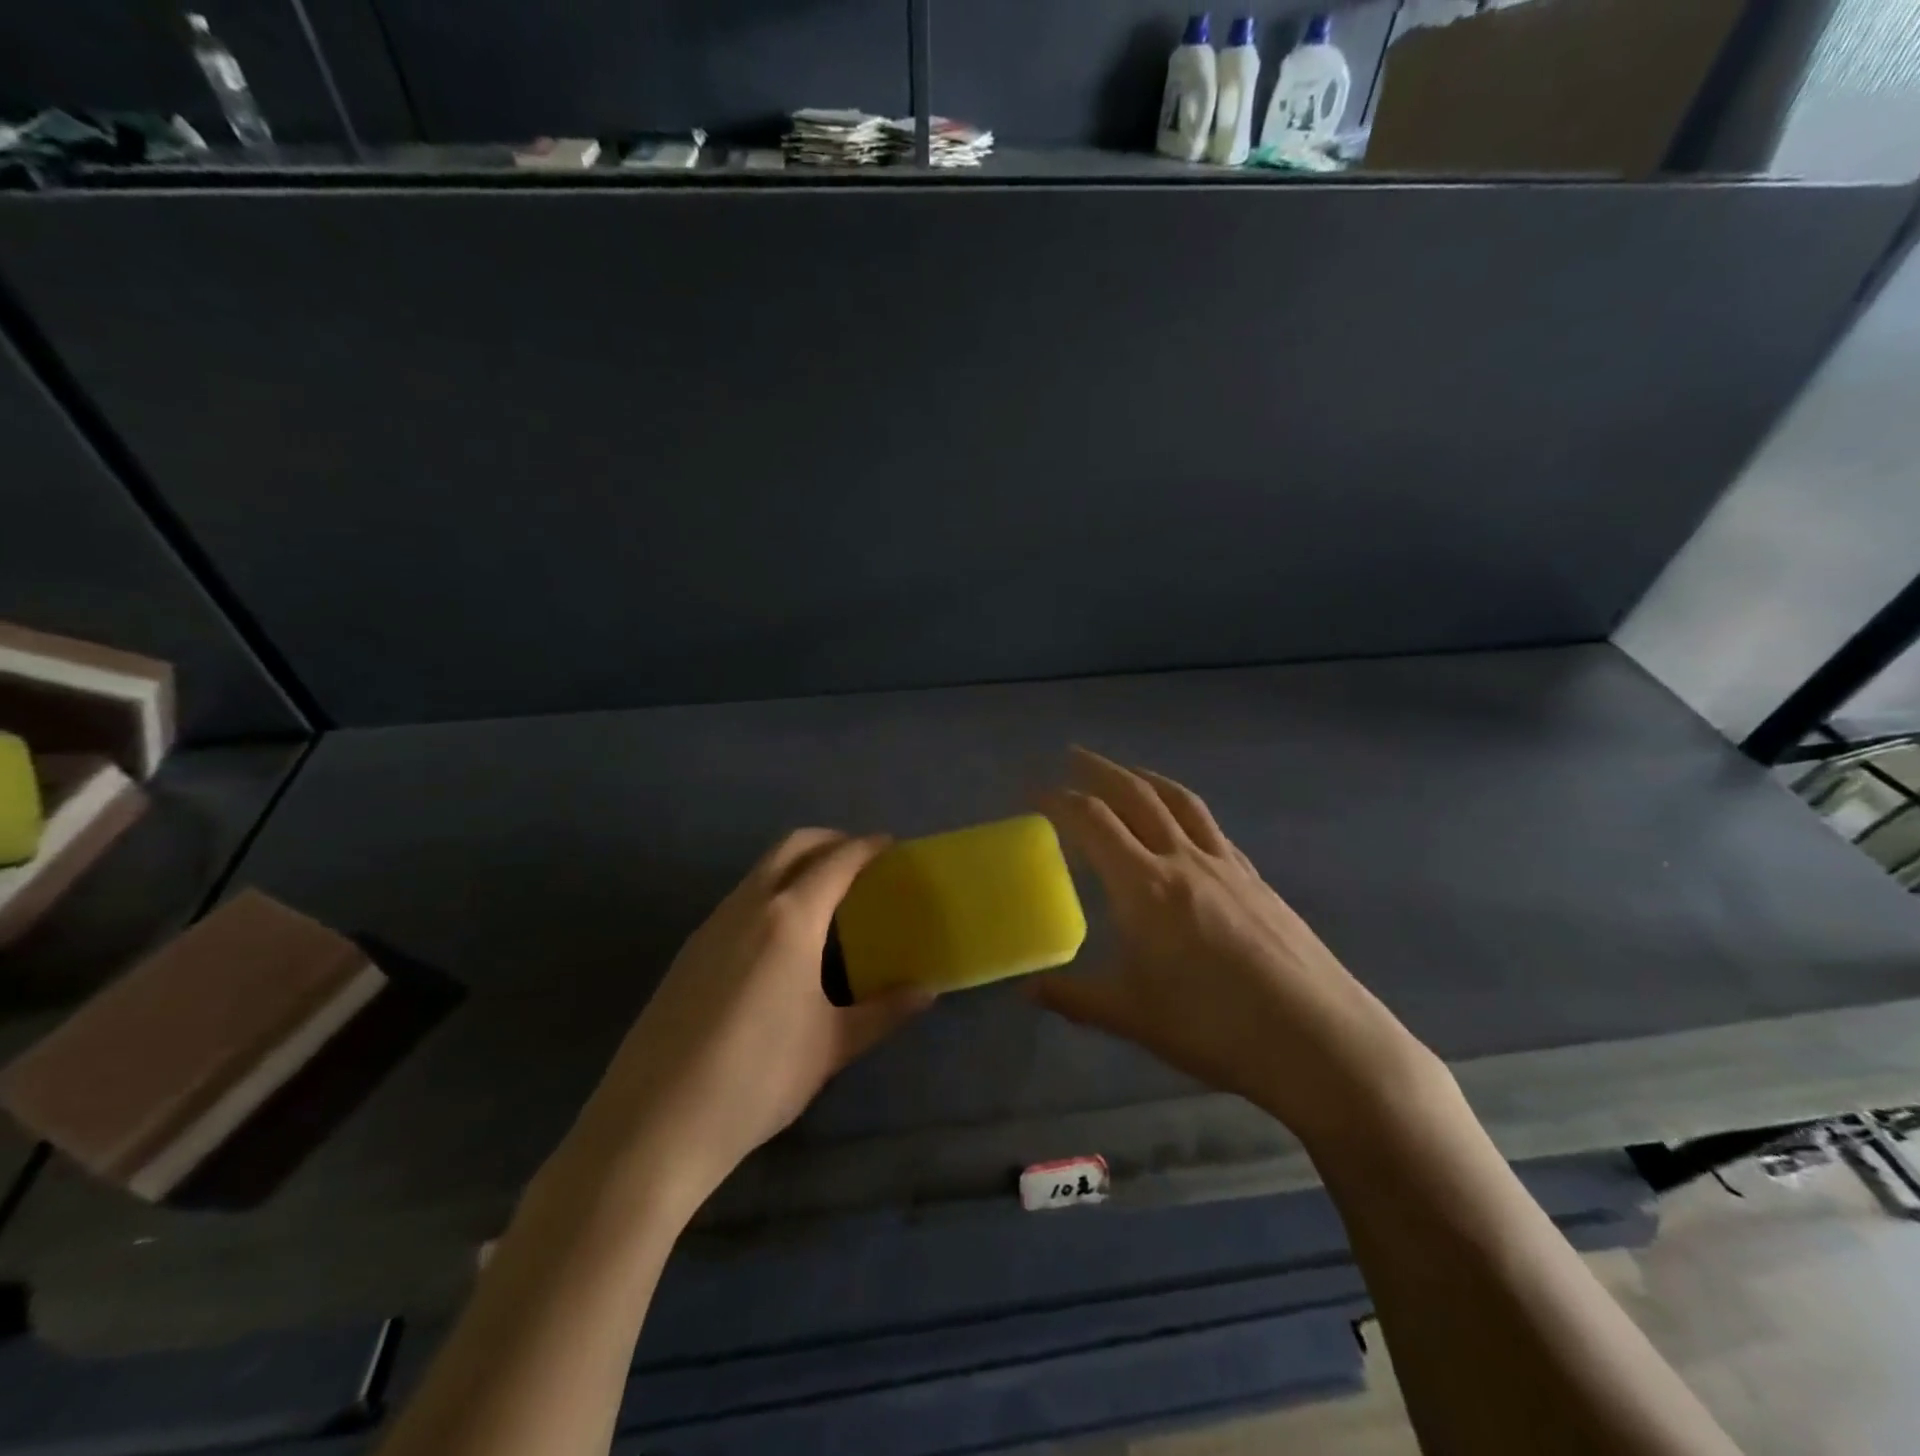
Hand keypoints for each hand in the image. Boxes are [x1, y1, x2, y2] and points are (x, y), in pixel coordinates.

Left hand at [557, 830, 930, 1225]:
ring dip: (796, 865)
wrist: (654, 1123)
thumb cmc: (757, 1078)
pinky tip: (781, 938)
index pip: (836, 862)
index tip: (890, 845)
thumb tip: (927, 991)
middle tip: (860, 860)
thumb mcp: (830, 1046)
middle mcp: (748, 906)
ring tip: (827, 898)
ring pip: (760, 871)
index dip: (866, 847)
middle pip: (791, 847)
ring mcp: (711, 926)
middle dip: (829, 841)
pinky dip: (770, 892)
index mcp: (790, 919)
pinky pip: (739, 899)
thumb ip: (883, 1012)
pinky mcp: (689, 951)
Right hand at [1032, 748, 1437, 1138]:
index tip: (1032, 788)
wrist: (1319, 1040)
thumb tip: (1025, 991)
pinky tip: (1183, 825)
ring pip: (1179, 801)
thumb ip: (1073, 997)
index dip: (1057, 798)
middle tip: (1072, 754)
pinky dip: (1184, 810)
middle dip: (1099, 769)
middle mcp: (1183, 860)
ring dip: (1145, 777)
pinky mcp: (1256, 879)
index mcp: (1144, 886)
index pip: (1092, 821)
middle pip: (1136, 795)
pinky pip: (1210, 827)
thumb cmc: (1215, 1027)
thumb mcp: (1132, 1017)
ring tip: (1125, 771)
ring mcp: (1226, 865)